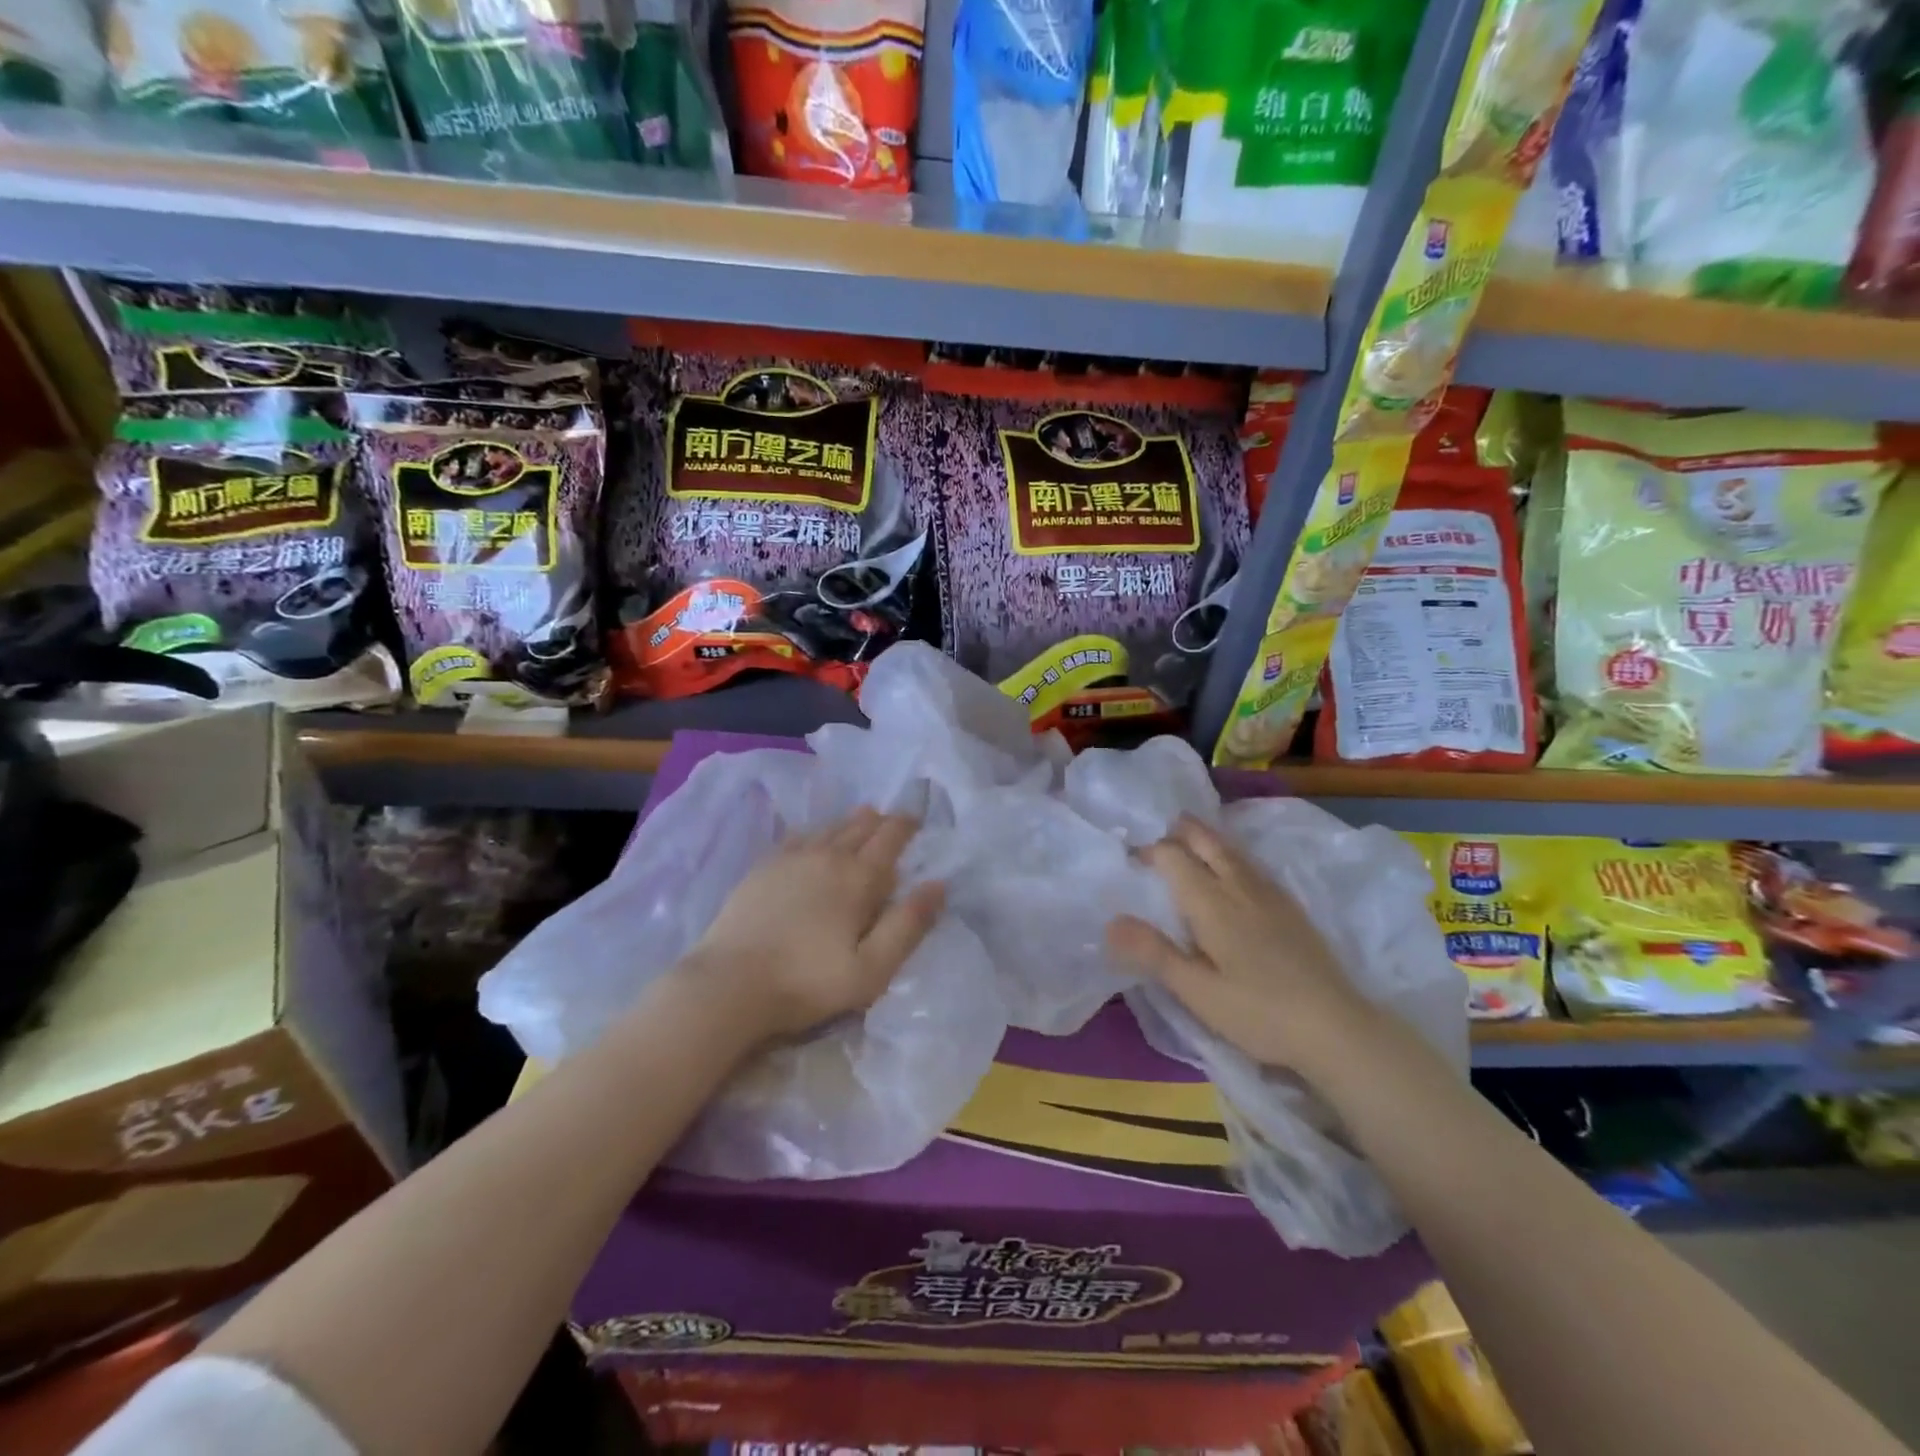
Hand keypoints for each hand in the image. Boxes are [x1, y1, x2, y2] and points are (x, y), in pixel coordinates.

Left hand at [676, 807, 945, 1043]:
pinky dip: (816, 831)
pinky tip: (814, 836)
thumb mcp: (872, 968)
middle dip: (881, 821)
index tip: (917, 819)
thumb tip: (938, 885)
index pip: (890, 838)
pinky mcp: (763, 868)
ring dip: (850, 822)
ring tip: (862, 819)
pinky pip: (798, 836)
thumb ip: (908, 925)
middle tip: (893, 820)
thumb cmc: (808, 982)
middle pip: (860, 826)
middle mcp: (827, 856)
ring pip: (830, 827)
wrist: (729, 983)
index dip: (906, 825)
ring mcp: (791, 858)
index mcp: (858, 878)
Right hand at [1106, 815, 1375, 1074]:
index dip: (1150, 850)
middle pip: (1207, 843)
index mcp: (1211, 902)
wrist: (1336, 1027)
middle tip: (1162, 827)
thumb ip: (1154, 954)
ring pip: (1233, 851)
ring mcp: (1271, 895)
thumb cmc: (1259, 1012)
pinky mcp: (1291, 908)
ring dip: (1208, 838)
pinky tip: (1235, 869)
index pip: (1174, 857)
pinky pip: (1253, 865)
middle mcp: (1239, 887)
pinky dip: (1232, 854)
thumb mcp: (1197, 991)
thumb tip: (1110, 922)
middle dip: (1183, 831)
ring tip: (1191, 835)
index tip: (1130, 856)